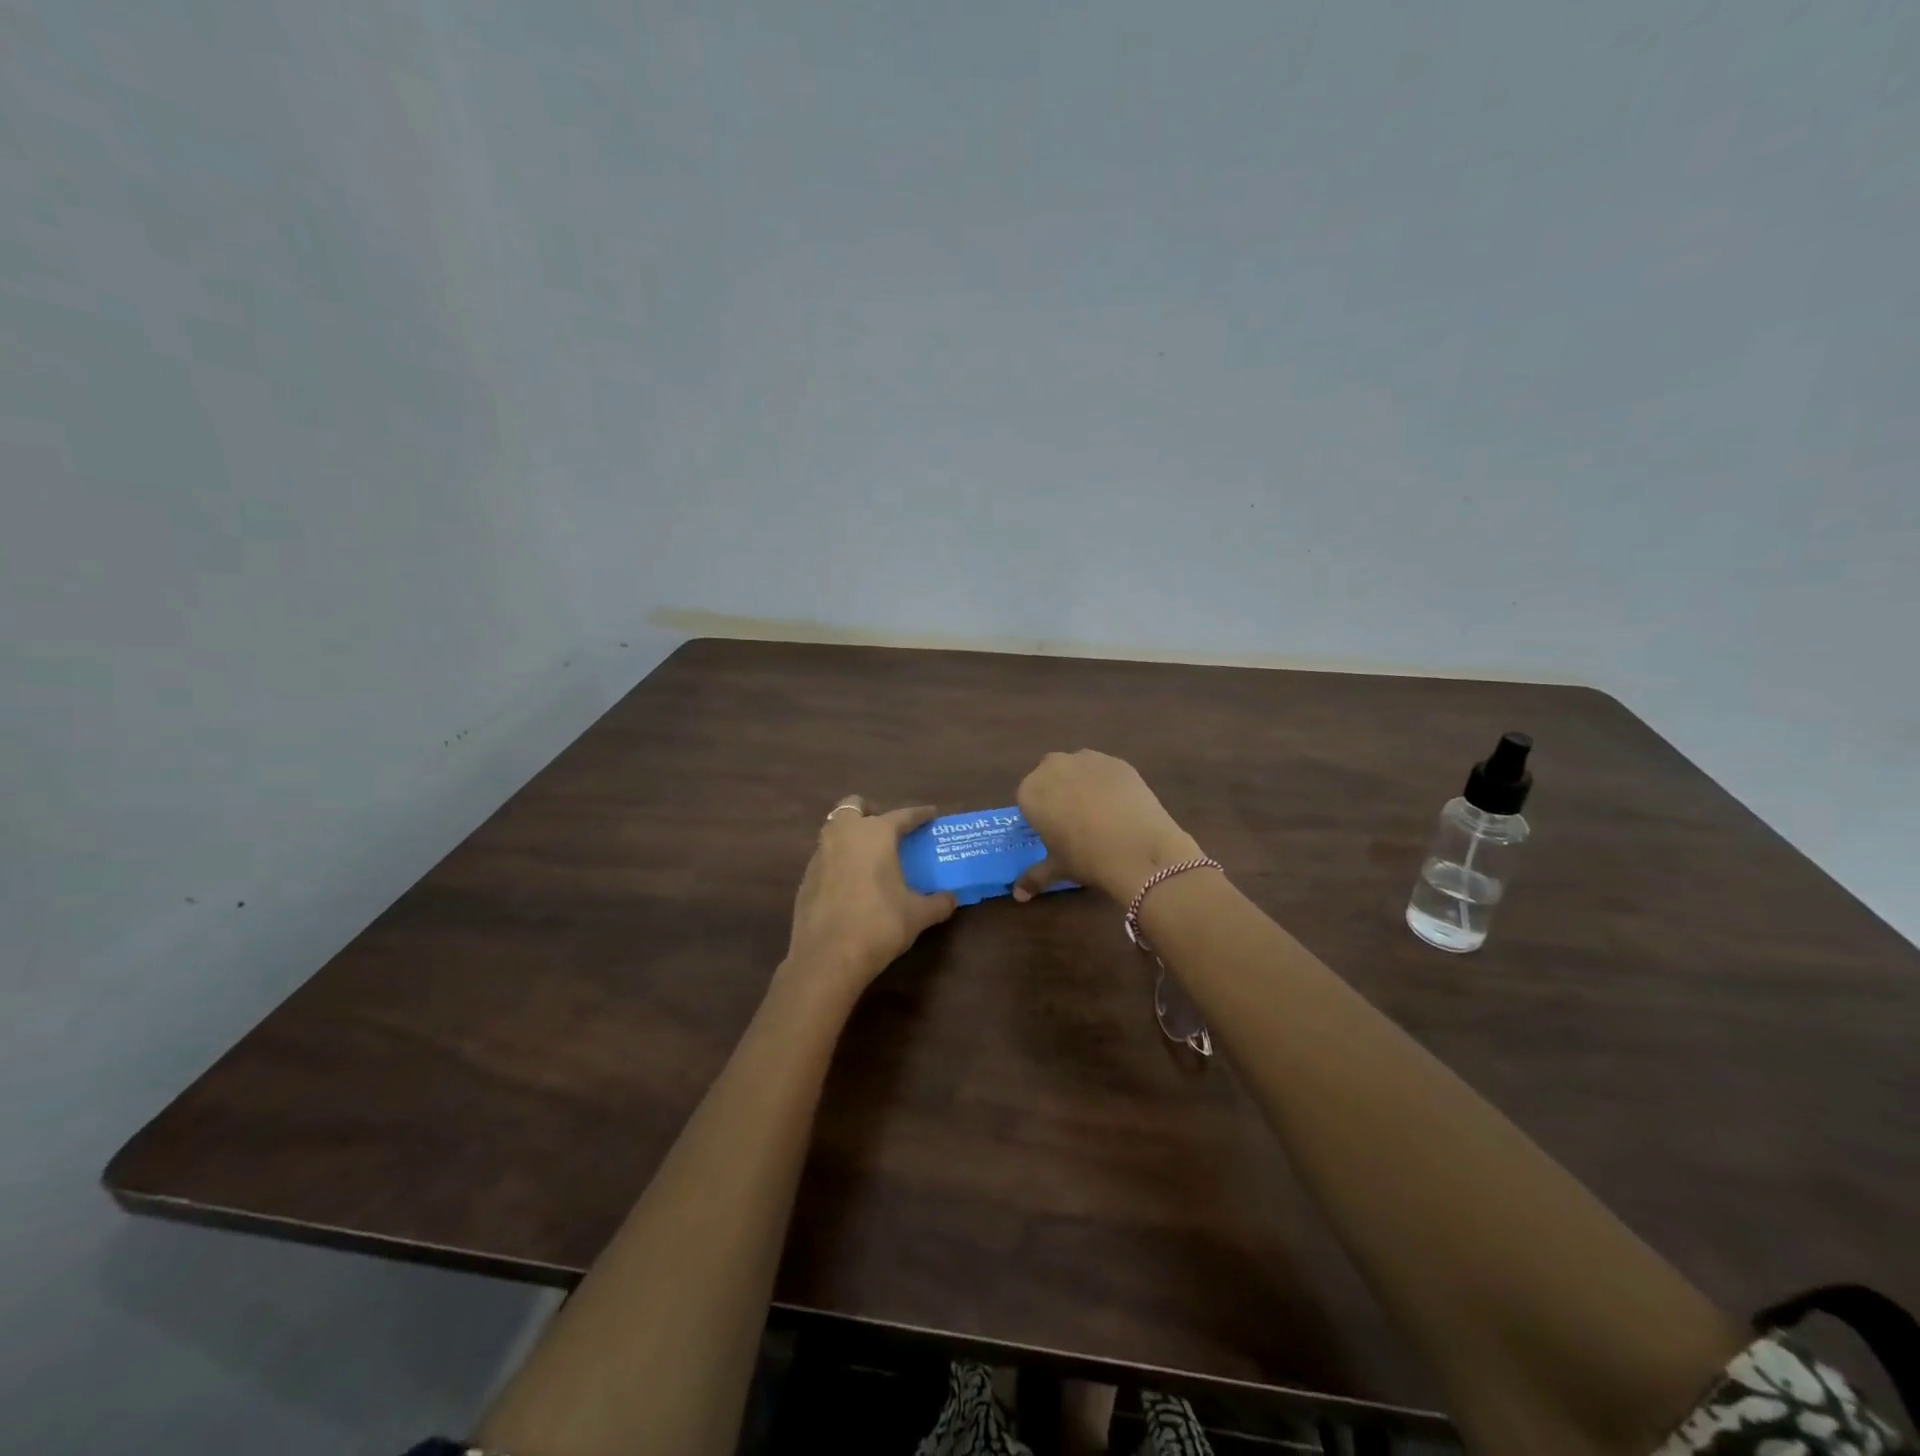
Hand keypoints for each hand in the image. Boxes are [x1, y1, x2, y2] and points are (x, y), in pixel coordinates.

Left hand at [781, 798, 957, 1006]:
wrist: (828, 957)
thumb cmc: (879, 925)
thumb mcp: (917, 915)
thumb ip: (938, 903)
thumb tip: (952, 899)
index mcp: (875, 834)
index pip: (902, 816)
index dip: (919, 814)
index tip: (931, 813)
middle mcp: (844, 835)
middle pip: (853, 806)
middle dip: (871, 812)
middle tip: (888, 830)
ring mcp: (820, 854)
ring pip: (835, 829)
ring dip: (852, 834)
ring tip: (870, 856)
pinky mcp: (806, 877)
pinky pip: (825, 856)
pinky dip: (839, 860)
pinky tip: (851, 882)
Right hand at [1012, 750, 1202, 903]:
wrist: (1137, 849)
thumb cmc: (1086, 858)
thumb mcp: (1057, 868)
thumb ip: (1034, 876)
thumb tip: (1018, 895)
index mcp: (1031, 791)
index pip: (1027, 798)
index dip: (1040, 814)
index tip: (1052, 831)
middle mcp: (1053, 767)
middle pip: (1050, 776)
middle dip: (1058, 793)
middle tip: (1074, 821)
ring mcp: (1087, 759)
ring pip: (1078, 769)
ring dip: (1082, 784)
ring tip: (1100, 812)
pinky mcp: (1117, 761)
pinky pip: (1104, 770)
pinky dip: (1108, 783)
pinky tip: (1121, 806)